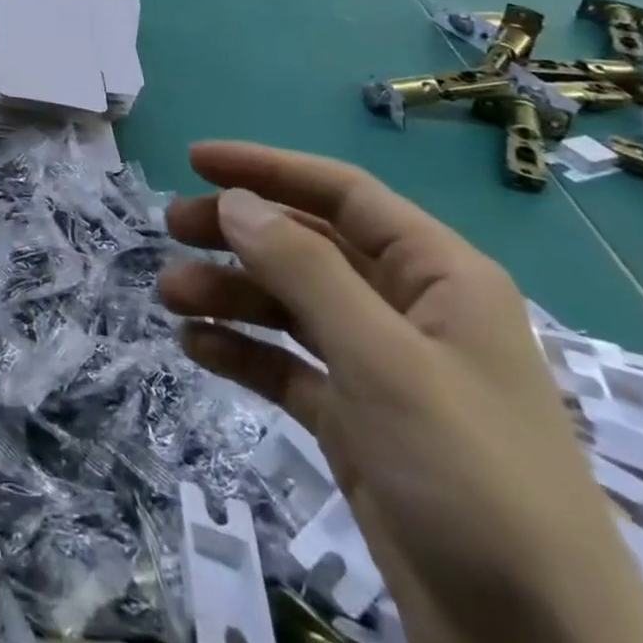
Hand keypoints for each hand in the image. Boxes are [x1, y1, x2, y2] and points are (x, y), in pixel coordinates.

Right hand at [158, 142, 642, 642]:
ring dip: (231, 292)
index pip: (341, 193)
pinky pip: (289, 364)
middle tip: (171, 226)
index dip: (267, 168)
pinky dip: (244, 350)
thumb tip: (235, 201)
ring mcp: (382, 367)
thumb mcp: (385, 363)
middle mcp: (408, 309)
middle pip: (308, 244)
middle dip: (238, 231)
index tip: (195, 162)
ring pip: (291, 303)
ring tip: (170, 295)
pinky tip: (197, 348)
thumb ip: (305, 272)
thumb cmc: (473, 480)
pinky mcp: (358, 421)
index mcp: (438, 276)